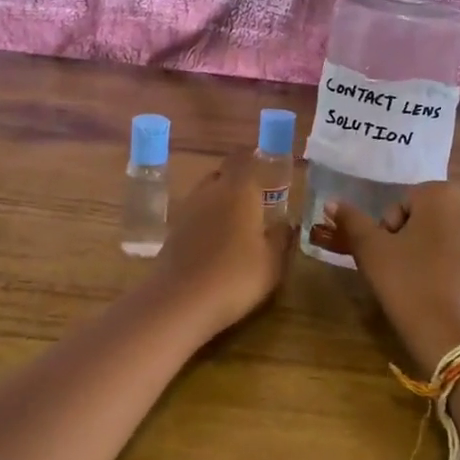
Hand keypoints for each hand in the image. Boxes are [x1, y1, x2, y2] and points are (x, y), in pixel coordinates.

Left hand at [150, 152, 292, 336]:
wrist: (181, 301)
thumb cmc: (236, 276)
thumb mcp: (272, 262)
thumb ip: (281, 238)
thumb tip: (286, 223)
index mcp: (238, 189)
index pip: (244, 158)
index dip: (255, 158)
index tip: (268, 167)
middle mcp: (210, 191)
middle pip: (223, 173)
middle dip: (238, 181)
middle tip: (256, 199)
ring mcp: (187, 210)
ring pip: (206, 194)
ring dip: (220, 202)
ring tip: (238, 223)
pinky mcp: (172, 232)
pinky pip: (194, 216)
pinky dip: (206, 222)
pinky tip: (217, 243)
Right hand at [315, 182, 459, 376]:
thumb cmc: (412, 289)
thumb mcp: (372, 254)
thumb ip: (352, 222)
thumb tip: (332, 202)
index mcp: (444, 195)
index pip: (404, 203)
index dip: (389, 231)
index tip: (387, 260)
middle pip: (433, 217)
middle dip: (416, 239)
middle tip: (404, 273)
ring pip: (456, 237)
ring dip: (440, 253)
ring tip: (428, 287)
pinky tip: (452, 297)